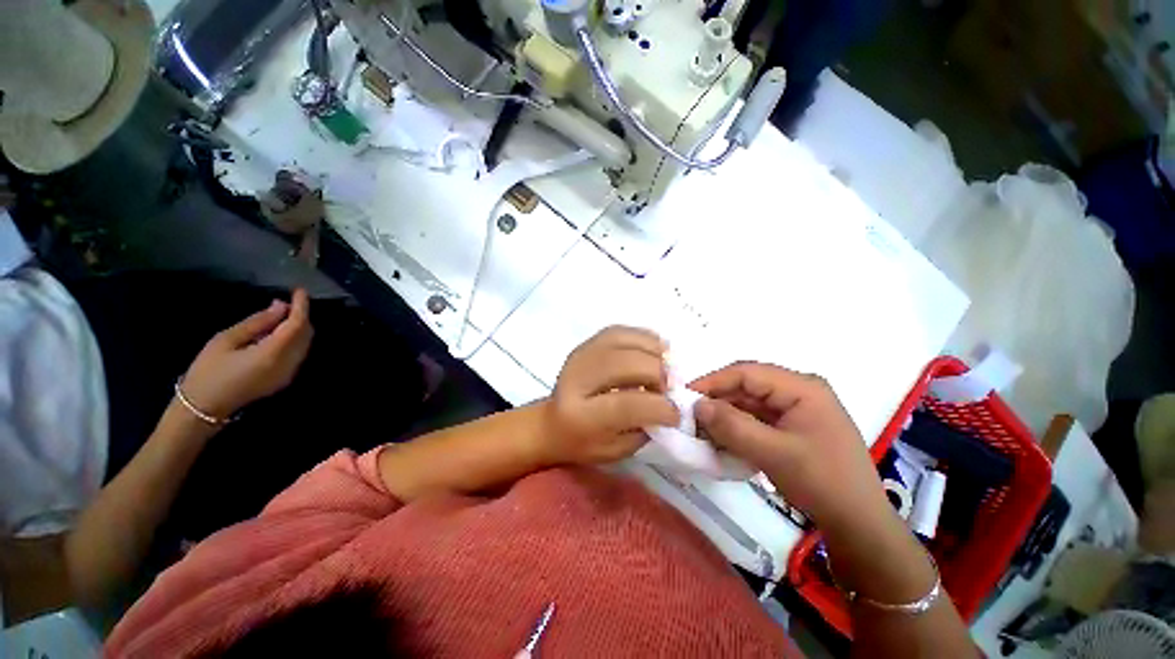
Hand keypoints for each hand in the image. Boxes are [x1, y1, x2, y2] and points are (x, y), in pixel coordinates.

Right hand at [179, 289, 313, 419]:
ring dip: (299, 327)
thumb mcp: (226, 340)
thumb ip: (257, 323)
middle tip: (288, 301)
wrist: (203, 409)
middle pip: (306, 334)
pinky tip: (278, 333)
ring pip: (305, 344)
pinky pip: (298, 353)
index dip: (301, 306)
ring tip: (281, 314)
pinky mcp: (285, 379)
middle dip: (301, 316)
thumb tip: (280, 306)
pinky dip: (294, 339)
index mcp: (273, 354)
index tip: (300, 290)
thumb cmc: (208, 372)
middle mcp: (289, 364)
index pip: (297, 325)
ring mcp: (289, 373)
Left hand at [541, 326, 678, 464]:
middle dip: (658, 374)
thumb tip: (672, 402)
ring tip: (665, 367)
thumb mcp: (617, 449)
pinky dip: (643, 338)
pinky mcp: (585, 343)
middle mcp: (577, 378)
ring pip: (624, 340)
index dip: (660, 407)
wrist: (551, 421)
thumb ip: (645, 427)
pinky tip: (654, 351)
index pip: (627, 405)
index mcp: (581, 416)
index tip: (676, 414)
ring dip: (653, 352)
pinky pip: (620, 331)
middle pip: (627, 364)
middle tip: (669, 388)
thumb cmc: (585, 442)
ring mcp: (580, 355)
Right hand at [690, 362, 891, 532]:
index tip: (685, 396)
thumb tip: (697, 405)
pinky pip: (757, 419)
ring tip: (702, 430)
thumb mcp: (773, 453)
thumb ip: (732, 425)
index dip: (713, 381)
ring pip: (749, 403)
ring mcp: (797, 409)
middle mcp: (799, 390)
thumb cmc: (822, 482)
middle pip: (747, 386)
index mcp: (801, 387)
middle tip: (690, 416)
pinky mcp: (793, 426)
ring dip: (725, 415)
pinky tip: (722, 439)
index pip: (746, 372)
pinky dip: (738, 427)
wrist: (858, 523)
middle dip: (718, 400)